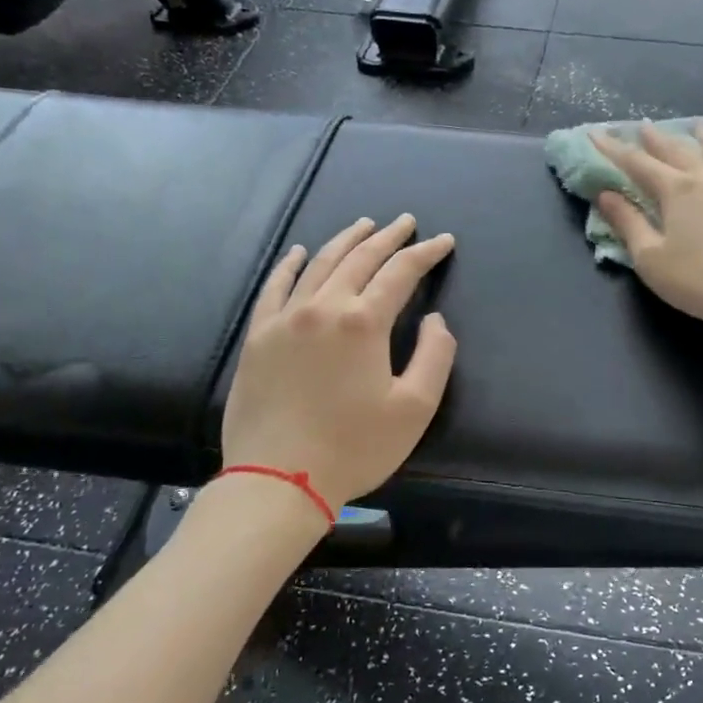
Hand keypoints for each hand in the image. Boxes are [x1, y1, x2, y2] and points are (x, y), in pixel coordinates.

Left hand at [220, 214, 456, 513]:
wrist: (277, 480)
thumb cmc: (354, 447)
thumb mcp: (414, 408)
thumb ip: (435, 355)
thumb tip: (435, 319)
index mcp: (363, 322)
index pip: (401, 272)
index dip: (425, 253)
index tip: (443, 241)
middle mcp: (323, 307)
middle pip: (359, 259)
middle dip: (387, 237)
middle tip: (406, 222)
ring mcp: (284, 319)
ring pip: (318, 264)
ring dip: (344, 241)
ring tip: (363, 225)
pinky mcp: (258, 337)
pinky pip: (274, 288)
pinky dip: (289, 265)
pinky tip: (298, 252)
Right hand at [594, 123, 702, 354]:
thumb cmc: (700, 281)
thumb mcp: (652, 259)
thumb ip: (628, 223)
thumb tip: (605, 194)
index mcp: (676, 190)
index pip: (636, 163)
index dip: (613, 148)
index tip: (596, 133)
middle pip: (676, 150)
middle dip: (655, 139)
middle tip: (642, 126)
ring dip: (701, 137)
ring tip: (695, 126)